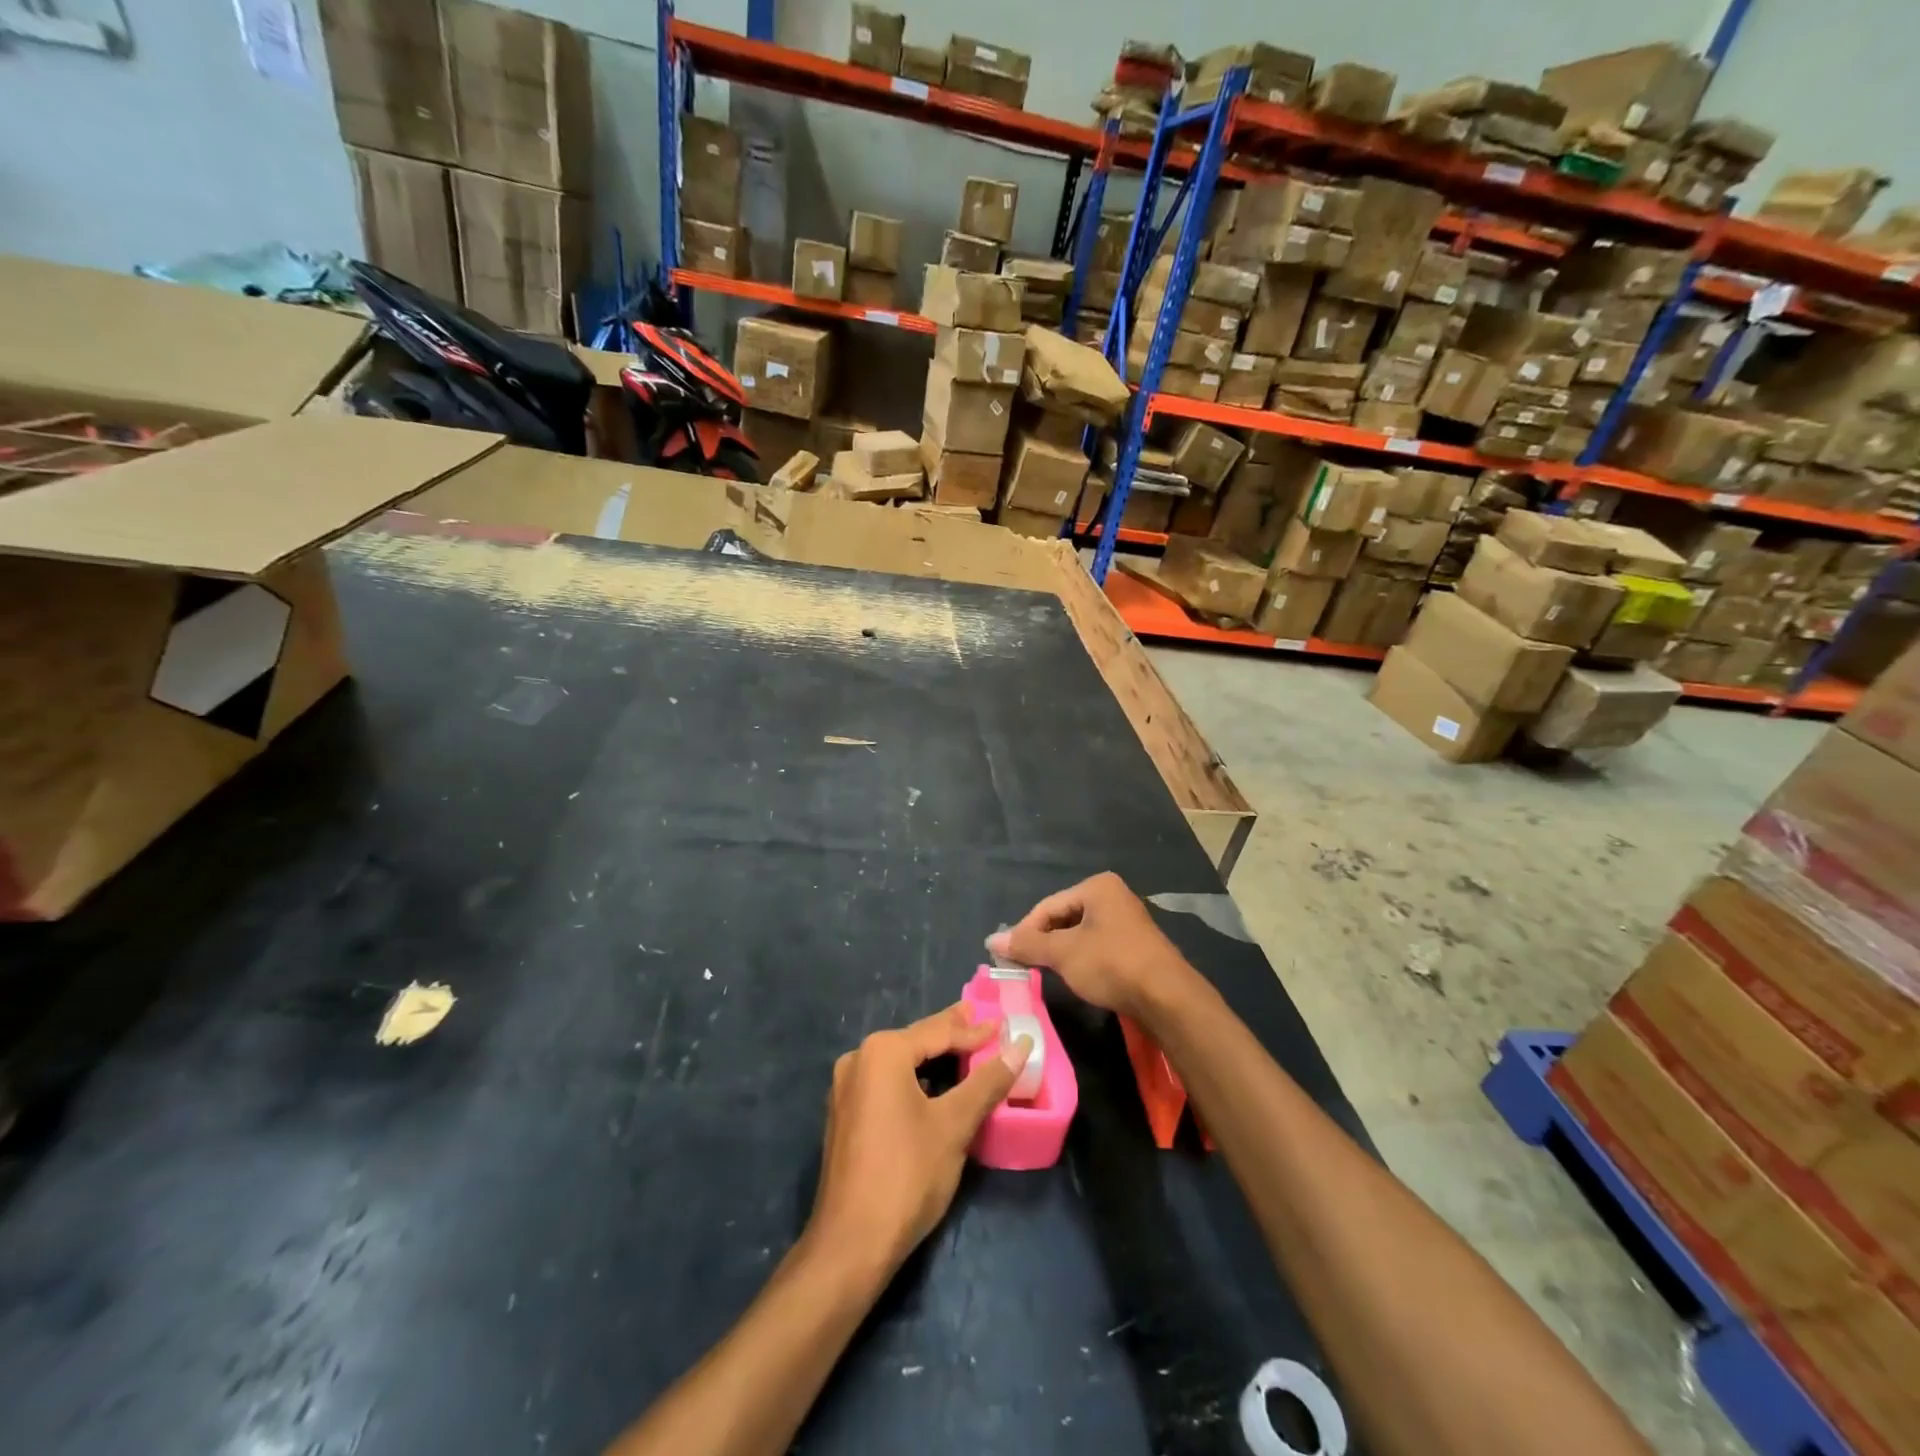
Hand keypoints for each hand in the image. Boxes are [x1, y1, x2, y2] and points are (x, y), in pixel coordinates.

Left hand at [808, 1005, 1031, 1276]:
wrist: (851, 1245)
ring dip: (933, 1058)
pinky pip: (887, 1083)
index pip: (938, 1032)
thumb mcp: (955, 1125)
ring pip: (900, 1063)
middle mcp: (858, 1059)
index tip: (1003, 1023)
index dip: (974, 1030)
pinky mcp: (845, 1115)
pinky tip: (934, 1086)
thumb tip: (1022, 1044)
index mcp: (882, 1052)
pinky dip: (915, 1079)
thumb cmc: (907, 1175)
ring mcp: (846, 1088)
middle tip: (983, 1022)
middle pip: (916, 1041)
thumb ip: (988, 1081)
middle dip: (951, 1035)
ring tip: (964, 1050)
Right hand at [987, 872, 1191, 1017]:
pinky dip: (1082, 959)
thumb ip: (1028, 945)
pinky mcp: (1135, 945)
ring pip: (1080, 934)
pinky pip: (1097, 946)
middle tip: (1024, 966)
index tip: (1008, 957)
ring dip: (1061, 953)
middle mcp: (1113, 896)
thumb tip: (991, 941)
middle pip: (1063, 917)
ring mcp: (1127, 920)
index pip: (1047, 906)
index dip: (1025, 932)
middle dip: (1044, 942)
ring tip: (1046, 973)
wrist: (1168, 998)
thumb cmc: (1111, 964)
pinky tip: (1077, 977)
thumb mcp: (1063, 954)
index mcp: (1097, 887)